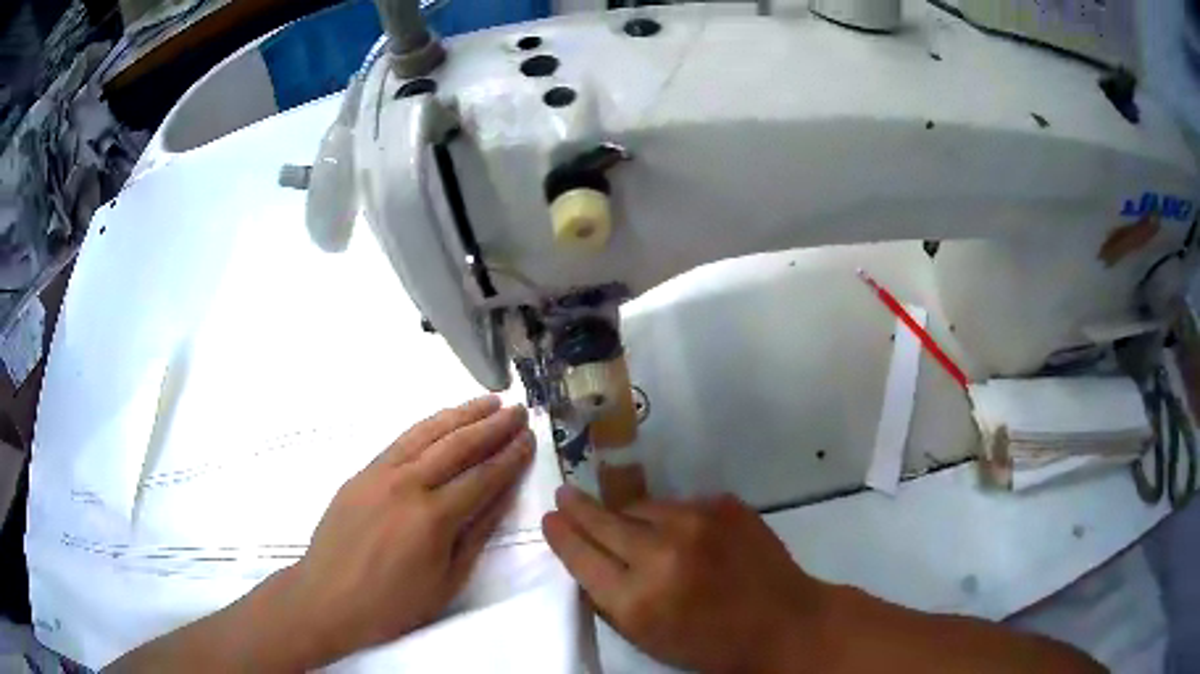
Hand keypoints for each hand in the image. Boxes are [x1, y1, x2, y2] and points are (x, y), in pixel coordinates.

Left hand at [290, 396, 533, 664]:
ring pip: (427, 433)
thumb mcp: (446, 581)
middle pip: (458, 445)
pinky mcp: (362, 473)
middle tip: (518, 410)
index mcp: (433, 517)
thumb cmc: (393, 604)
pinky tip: (442, 420)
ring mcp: (380, 473)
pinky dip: (427, 425)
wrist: (327, 599)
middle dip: (493, 426)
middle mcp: (408, 484)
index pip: (483, 477)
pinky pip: (401, 440)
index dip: (510, 457)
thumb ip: (476, 535)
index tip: (530, 437)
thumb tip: (503, 496)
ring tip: (488, 401)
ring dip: (461, 414)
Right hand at [542, 487, 828, 673]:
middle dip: (579, 508)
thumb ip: (610, 600)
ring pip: (641, 506)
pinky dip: (672, 518)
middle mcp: (661, 553)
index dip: (561, 534)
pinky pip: (680, 504)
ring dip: (632, 517)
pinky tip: (687, 537)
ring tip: (636, 529)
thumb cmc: (711, 644)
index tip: (551, 518)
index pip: (580, 555)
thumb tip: (585, 560)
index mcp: (637, 599)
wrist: (784, 622)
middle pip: (603, 520)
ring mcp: (697, 522)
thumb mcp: (647, 638)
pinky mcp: (724, 504)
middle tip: (565, 495)